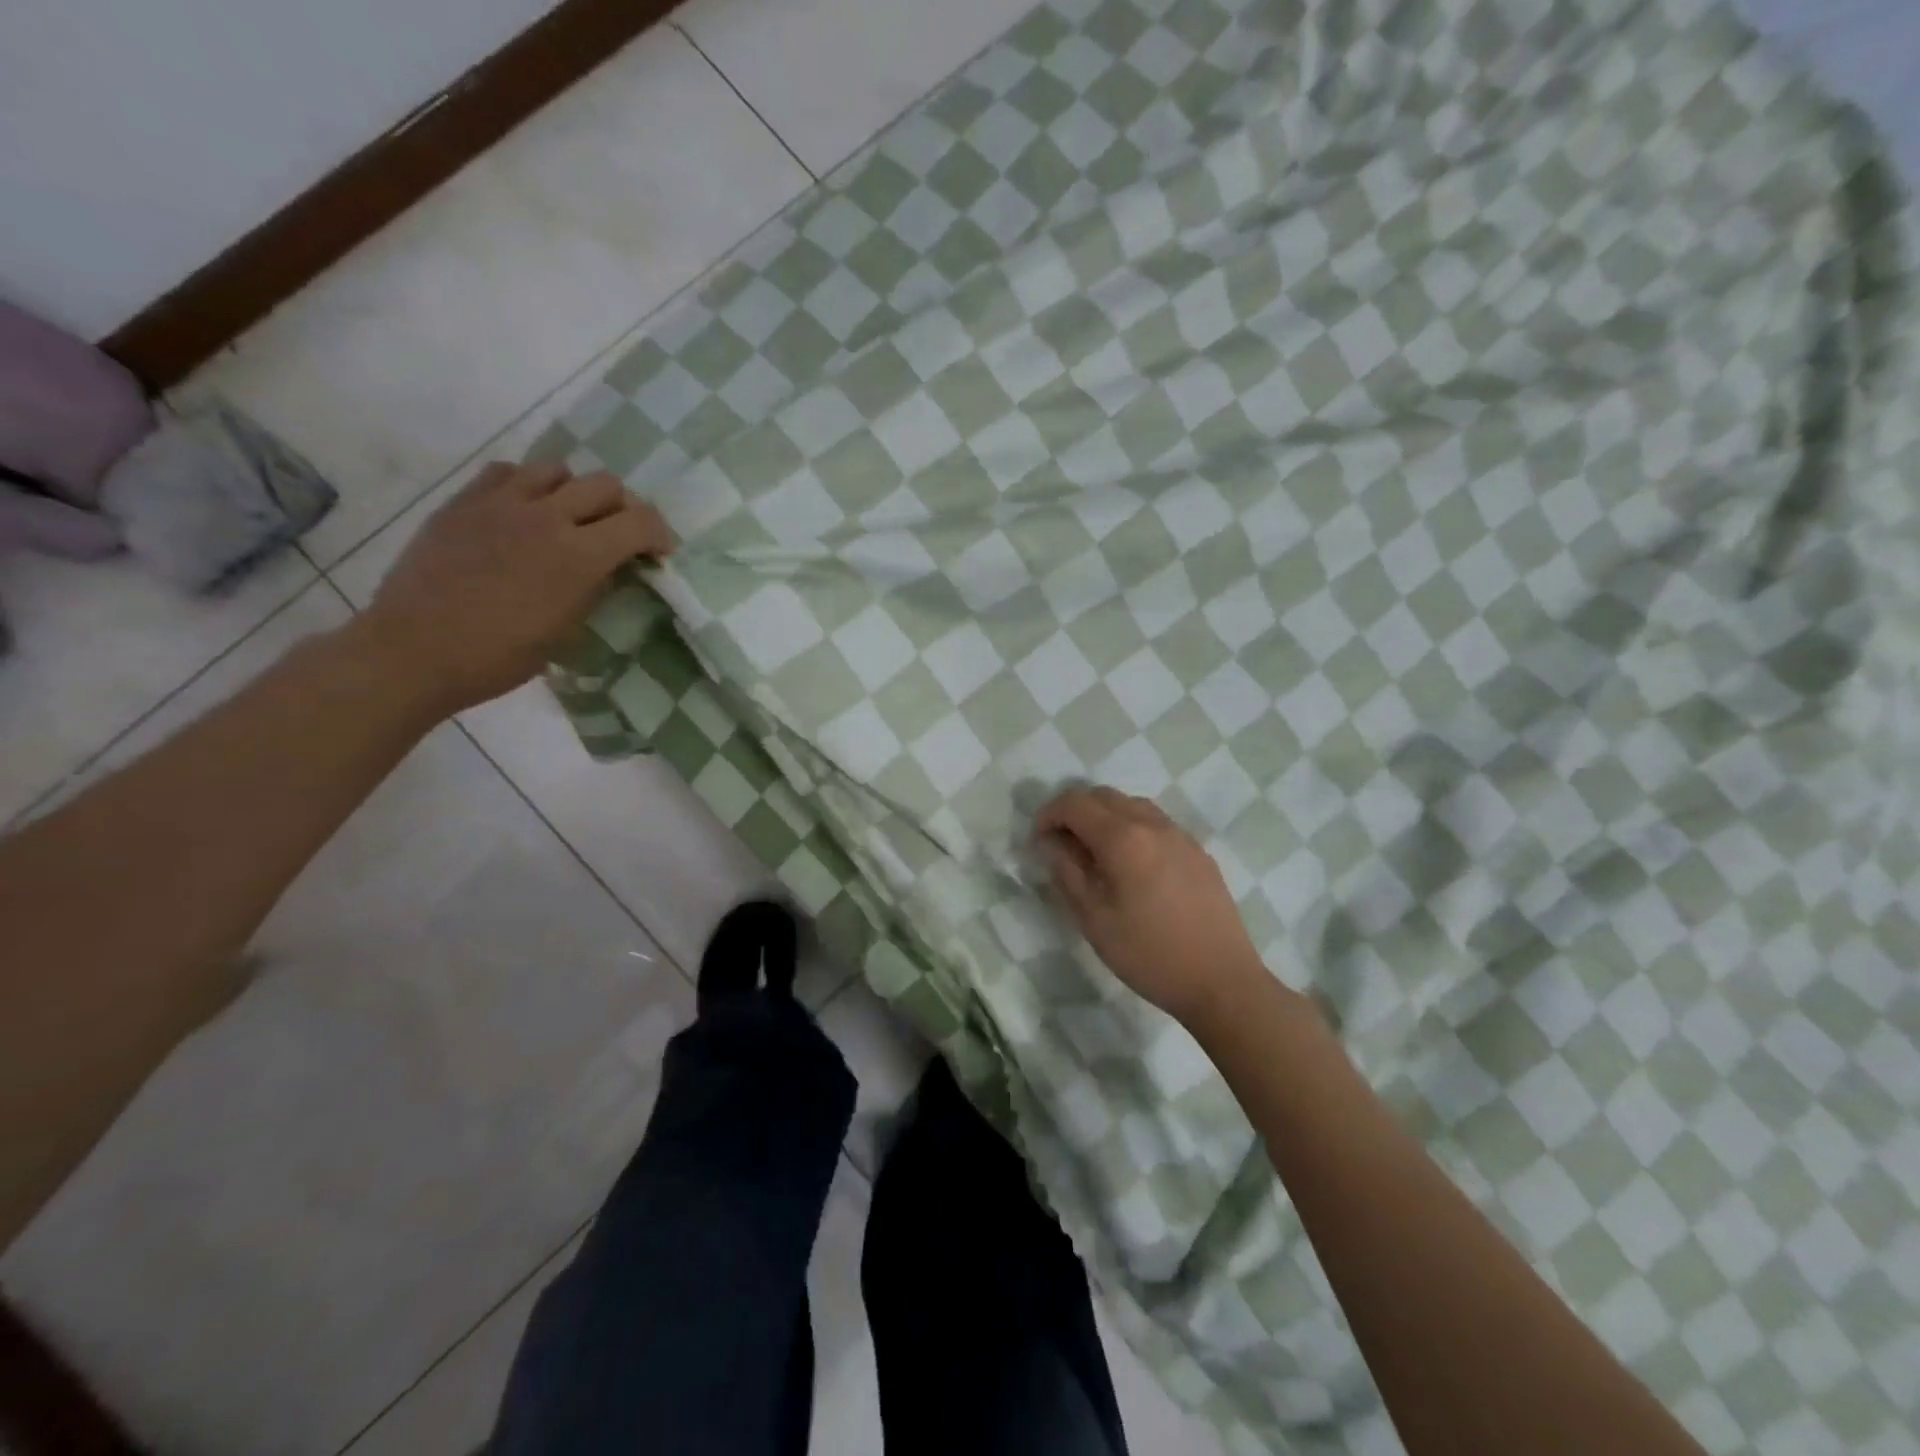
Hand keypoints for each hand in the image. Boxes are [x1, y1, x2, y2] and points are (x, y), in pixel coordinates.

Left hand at [359, 462, 674, 714]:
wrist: (416, 650)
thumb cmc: (500, 656)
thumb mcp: (567, 631)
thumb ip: (594, 588)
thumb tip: (609, 568)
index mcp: (579, 557)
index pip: (640, 522)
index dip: (660, 534)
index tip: (659, 552)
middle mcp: (546, 517)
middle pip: (606, 485)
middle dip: (623, 509)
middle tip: (618, 535)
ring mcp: (501, 503)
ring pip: (558, 470)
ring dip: (575, 492)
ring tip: (568, 518)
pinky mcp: (464, 501)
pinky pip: (508, 472)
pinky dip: (528, 486)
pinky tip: (523, 512)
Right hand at [1035, 786, 1269, 1026]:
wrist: (1222, 981)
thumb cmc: (1149, 954)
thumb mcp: (1094, 919)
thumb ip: (1068, 873)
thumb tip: (1051, 844)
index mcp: (1123, 838)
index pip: (1075, 804)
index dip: (1048, 815)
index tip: (1037, 841)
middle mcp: (1153, 824)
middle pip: (1103, 796)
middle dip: (1074, 811)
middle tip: (1061, 844)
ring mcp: (1180, 835)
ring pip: (1132, 805)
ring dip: (1104, 816)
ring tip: (1094, 853)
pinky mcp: (1197, 851)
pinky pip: (1155, 823)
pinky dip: (1131, 828)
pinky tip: (1131, 865)